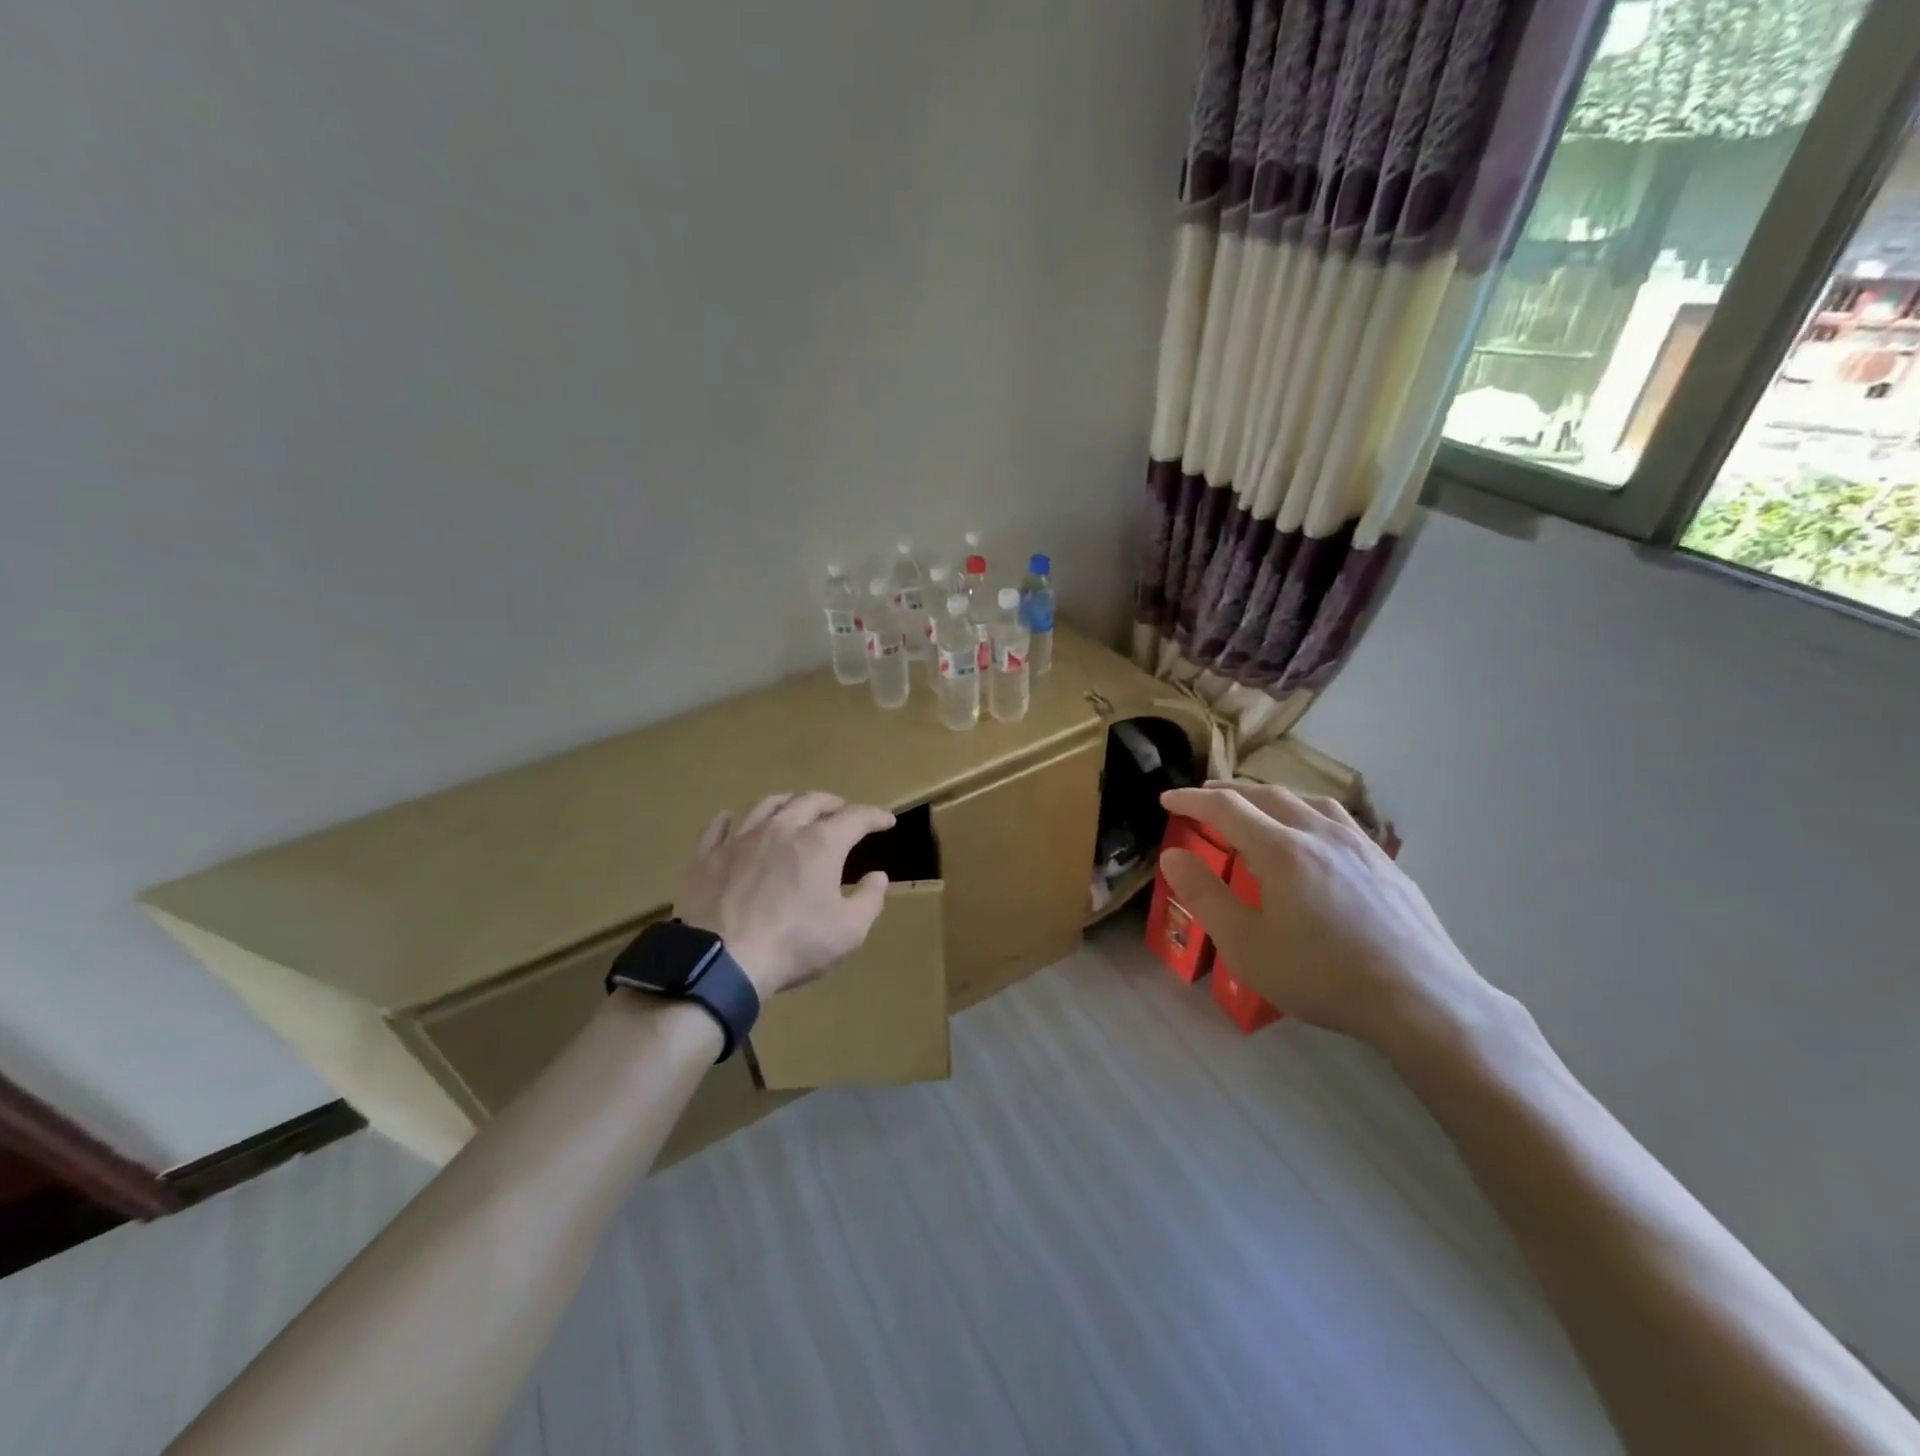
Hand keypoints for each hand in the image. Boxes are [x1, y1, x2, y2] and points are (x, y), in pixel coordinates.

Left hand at [672, 792, 893, 1000]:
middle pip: (810, 801)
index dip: (875, 816)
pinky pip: (720, 826)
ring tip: (795, 808)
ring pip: (767, 804)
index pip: (856, 817)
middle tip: (841, 811)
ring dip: (789, 802)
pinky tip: (734, 820)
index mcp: (820, 843)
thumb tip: (878, 876)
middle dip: (832, 803)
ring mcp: (741, 838)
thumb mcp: (849, 931)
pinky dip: (733, 818)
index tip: (887, 821)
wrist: (722, 961)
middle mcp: (782, 828)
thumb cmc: (794, 945)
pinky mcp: (708, 855)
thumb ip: (870, 899)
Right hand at [1159, 783, 1503, 1057]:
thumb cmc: (1322, 975)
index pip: (1225, 808)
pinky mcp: (1385, 862)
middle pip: (1266, 796)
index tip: (1167, 800)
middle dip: (1228, 793)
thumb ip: (1205, 895)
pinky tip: (1313, 835)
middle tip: (1203, 799)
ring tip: (1256, 807)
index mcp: (1280, 850)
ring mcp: (1358, 845)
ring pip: (1306, 801)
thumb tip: (1172, 855)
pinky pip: (1337, 819)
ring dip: (1270, 797)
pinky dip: (1307, 811)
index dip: (1191, 800)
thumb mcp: (1246, 945)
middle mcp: (1318, 833)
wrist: (1420, 999)